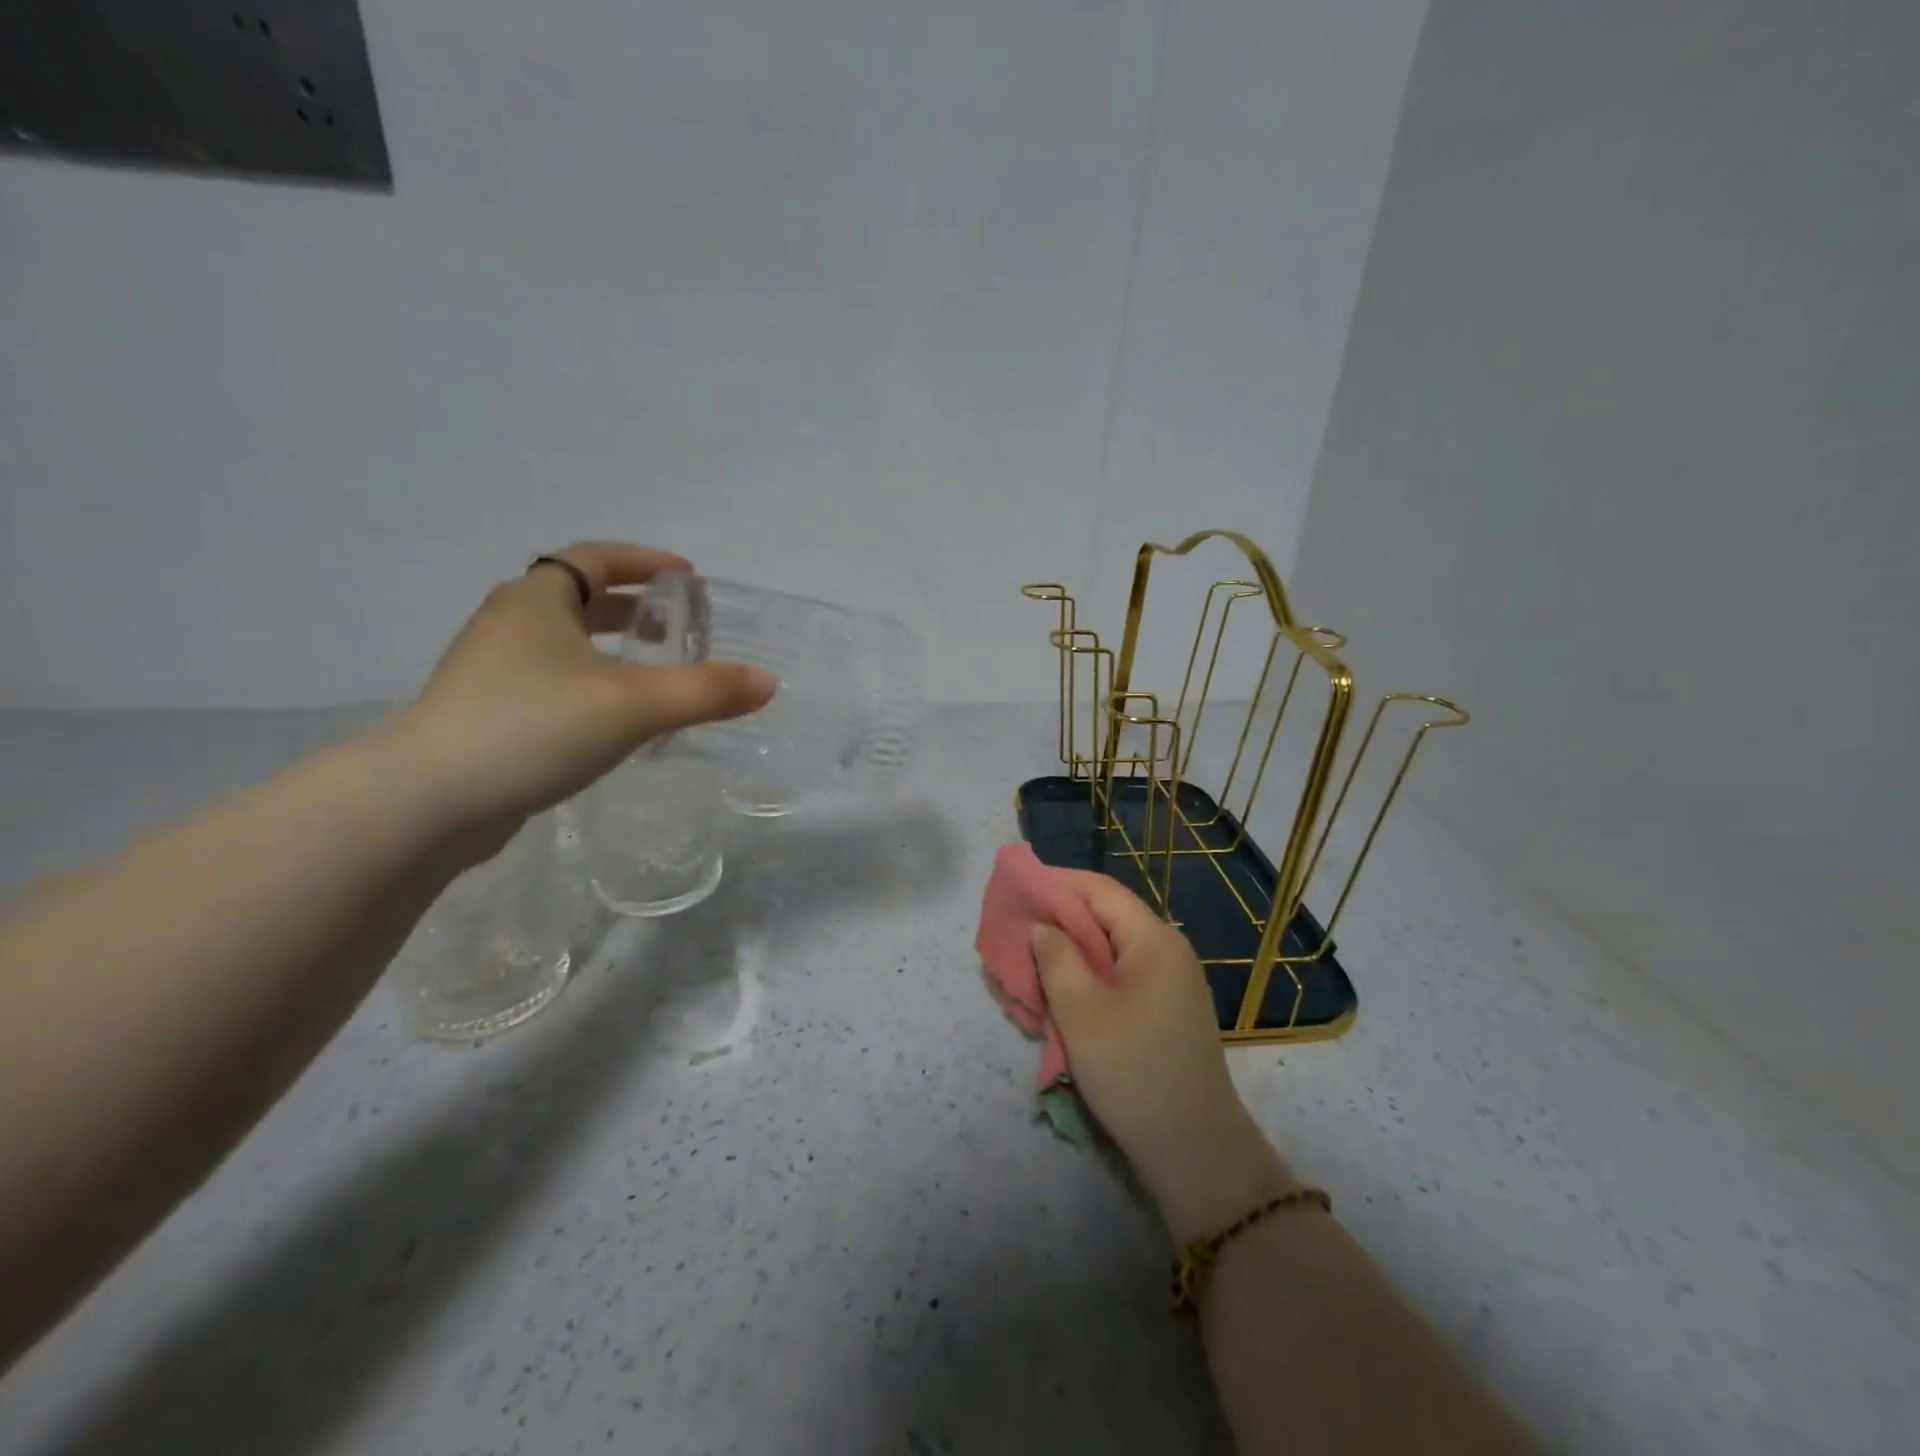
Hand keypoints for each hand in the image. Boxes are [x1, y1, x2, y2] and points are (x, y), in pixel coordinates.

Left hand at [377, 542, 774, 836]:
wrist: (428, 800)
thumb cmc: (534, 726)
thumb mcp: (635, 705)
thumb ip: (706, 691)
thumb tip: (767, 681)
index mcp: (538, 600)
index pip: (597, 558)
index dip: (645, 561)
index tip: (688, 578)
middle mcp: (510, 624)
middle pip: (580, 599)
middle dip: (633, 608)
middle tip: (679, 627)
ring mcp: (491, 671)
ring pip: (564, 644)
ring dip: (612, 650)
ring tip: (656, 674)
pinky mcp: (486, 715)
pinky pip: (552, 682)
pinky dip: (592, 685)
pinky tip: (616, 721)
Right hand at [1031, 874, 1298, 1243]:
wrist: (1194, 1149)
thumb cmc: (1133, 1071)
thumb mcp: (1081, 1011)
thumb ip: (1056, 958)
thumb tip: (1042, 927)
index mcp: (1153, 940)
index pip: (1099, 890)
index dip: (1056, 883)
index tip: (1017, 888)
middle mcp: (1166, 951)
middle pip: (1103, 919)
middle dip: (1056, 924)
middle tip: (1014, 935)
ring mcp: (1169, 983)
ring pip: (1107, 953)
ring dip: (1067, 957)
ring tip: (1026, 968)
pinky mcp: (1163, 1012)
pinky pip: (1117, 981)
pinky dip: (1085, 982)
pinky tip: (1056, 999)